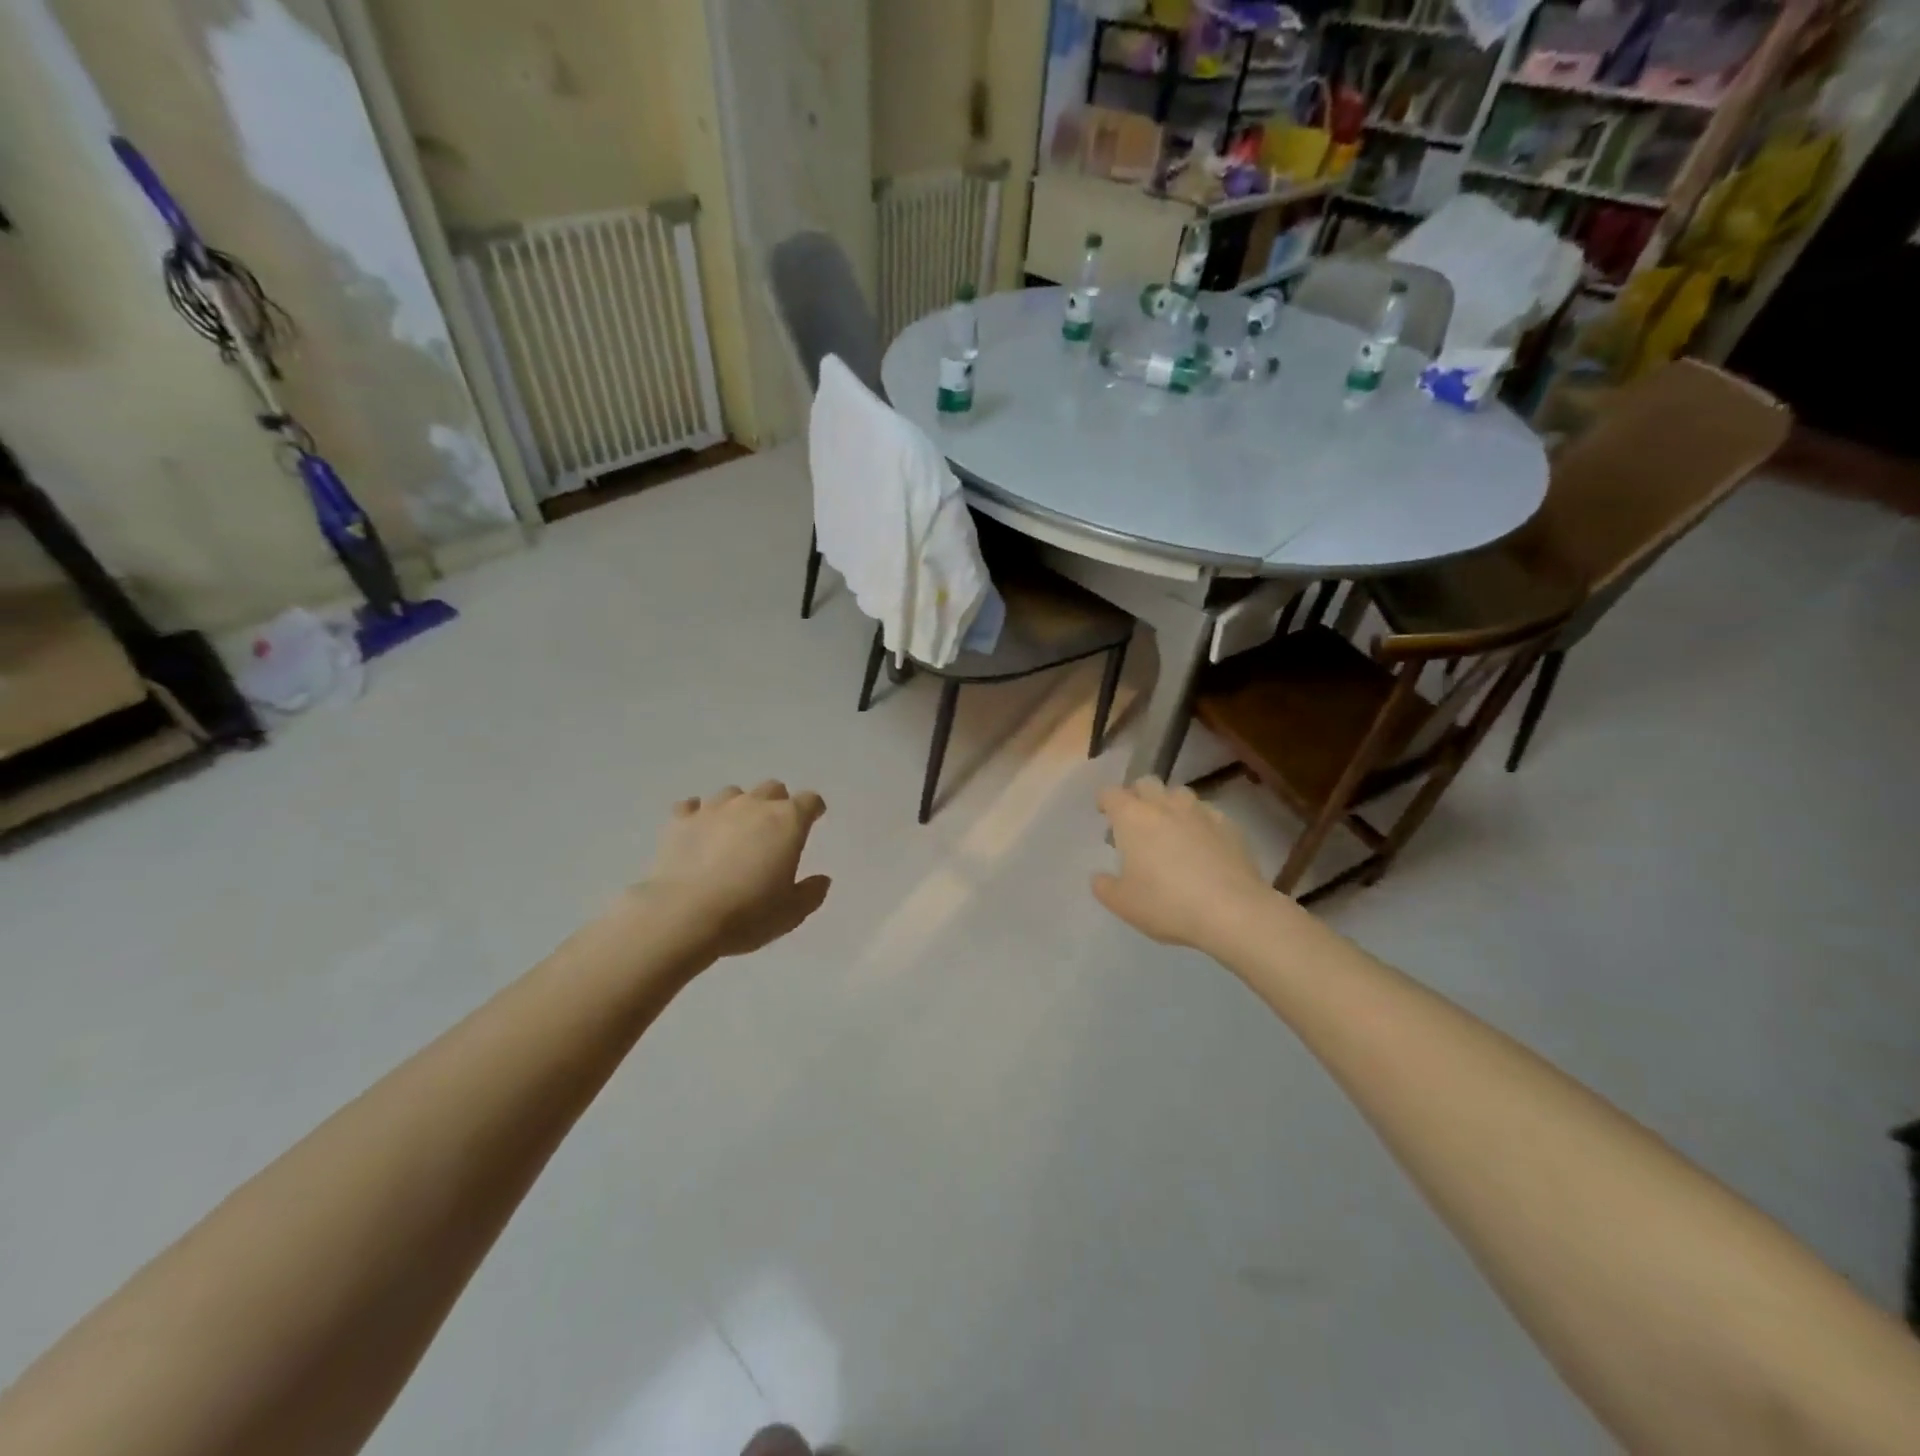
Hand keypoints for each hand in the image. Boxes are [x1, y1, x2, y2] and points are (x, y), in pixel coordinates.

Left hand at [638, 782, 831, 960]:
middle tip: (773, 830)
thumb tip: (822, 879)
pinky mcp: (680, 820)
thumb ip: (811, 893)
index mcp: (787, 822)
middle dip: (777, 803)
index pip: (809, 801)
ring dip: (739, 807)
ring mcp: (714, 808)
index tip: (813, 820)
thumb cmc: (748, 913)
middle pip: (772, 788)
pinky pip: (692, 806)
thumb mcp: (792, 912)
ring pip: (733, 793)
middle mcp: (753, 805)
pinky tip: (698, 830)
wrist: (683, 916)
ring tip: (734, 831)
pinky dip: (698, 814)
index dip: (813, 809)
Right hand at [1093, 778, 1275, 953]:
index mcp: (1133, 818)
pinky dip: (1199, 821)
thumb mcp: (1123, 904)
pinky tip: (1202, 844)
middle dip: (1137, 795)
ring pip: (1179, 793)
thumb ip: (1104, 886)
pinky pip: (1207, 812)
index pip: (1111, 793)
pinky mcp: (1229, 825)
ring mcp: (1200, 812)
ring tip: (1170, 829)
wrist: (1233, 911)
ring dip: (1169, 804)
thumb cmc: (1167, 904)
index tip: (1104, 814)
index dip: (1104, 801)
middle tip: (1136, 820)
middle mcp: (1165, 805)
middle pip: (1146, 782)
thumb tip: (1100, 876)